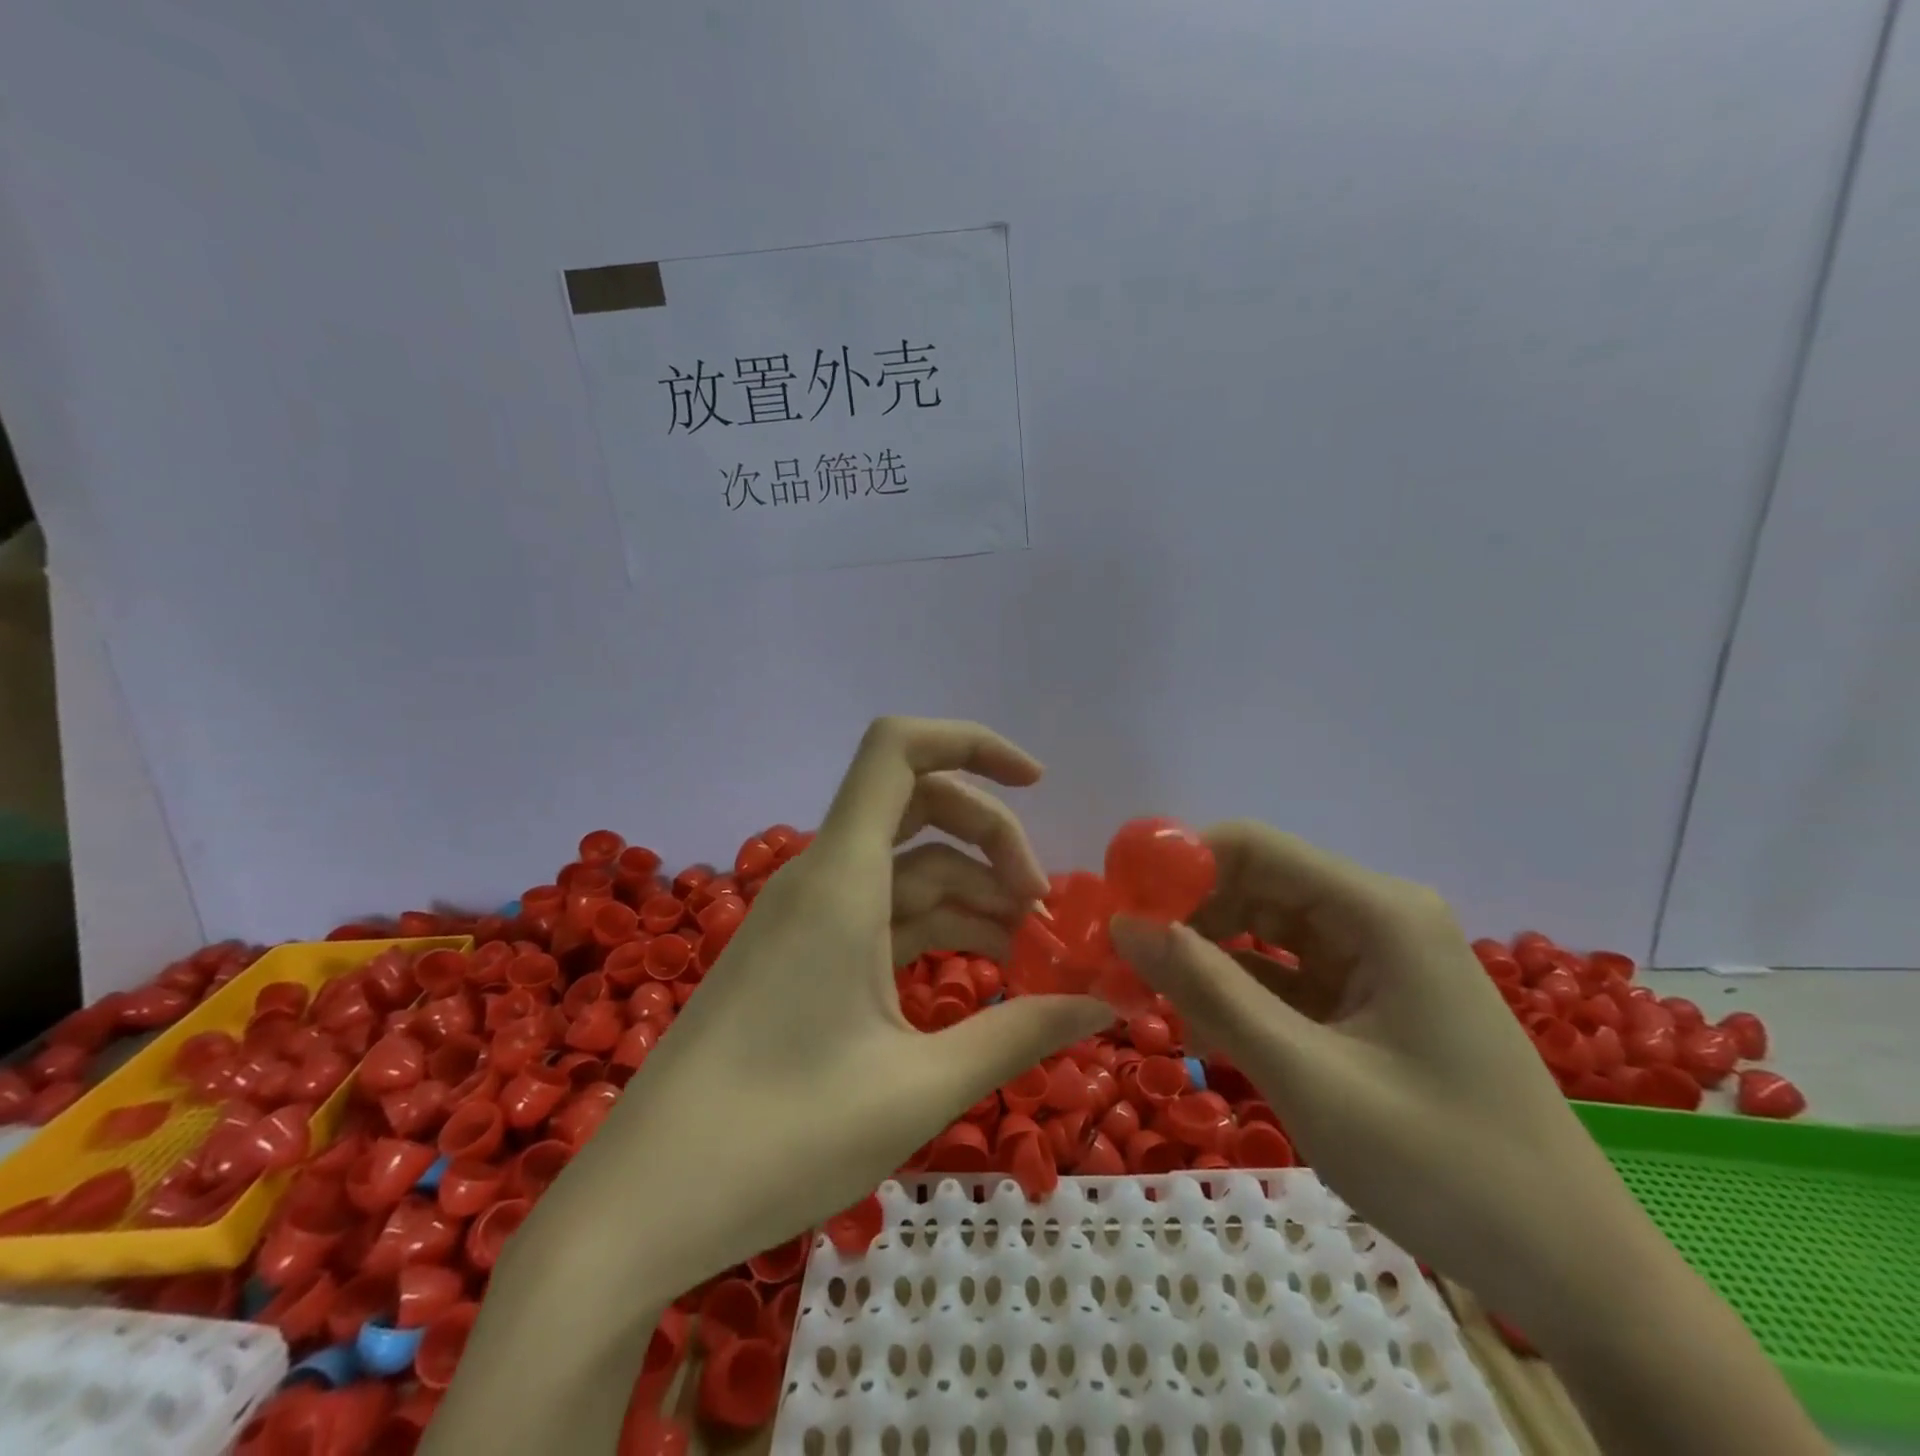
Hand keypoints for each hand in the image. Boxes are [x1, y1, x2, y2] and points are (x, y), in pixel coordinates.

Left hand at [549, 716, 1110, 1285]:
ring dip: (972, 892)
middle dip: (991, 838)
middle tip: (1043, 907)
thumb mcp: (919, 1087)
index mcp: (841, 881)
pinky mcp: (802, 955)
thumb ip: (1019, 1034)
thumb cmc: (781, 1139)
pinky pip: (883, 913)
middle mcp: (821, 879)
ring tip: (1031, 953)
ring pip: (906, 866)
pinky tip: (981, 972)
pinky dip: (936, 927)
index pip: (897, 751)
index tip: (1038, 784)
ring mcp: (808, 917)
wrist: (645, 1203)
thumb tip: (1104, 1004)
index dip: (970, 742)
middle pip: (917, 805)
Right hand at [1108, 820, 1633, 1317]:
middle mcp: (1378, 916)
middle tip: (1120, 958)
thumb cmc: (1444, 1167)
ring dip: (1206, 954)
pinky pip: (1287, 974)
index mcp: (1378, 911)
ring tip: (1148, 990)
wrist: (1575, 1273)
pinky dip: (1240, 990)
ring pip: (1265, 930)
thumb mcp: (1306, 1075)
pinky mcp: (1371, 999)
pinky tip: (1200, 1017)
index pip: (1253, 847)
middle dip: (1186, 914)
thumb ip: (1209, 991)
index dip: (1178, 864)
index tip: (1117, 905)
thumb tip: (1124, 927)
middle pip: (1256, 884)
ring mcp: (1377, 959)